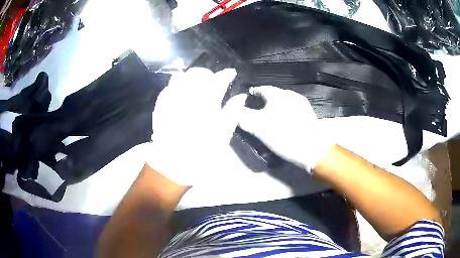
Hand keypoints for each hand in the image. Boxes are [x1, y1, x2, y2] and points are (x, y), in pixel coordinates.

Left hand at [147, 68, 245, 185]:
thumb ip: (232, 114)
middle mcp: (187, 101)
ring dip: (190, 77)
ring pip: (180, 79)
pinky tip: (177, 89)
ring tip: (196, 80)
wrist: (173, 168)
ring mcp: (171, 103)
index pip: (218, 82)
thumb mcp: (222, 138)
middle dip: (206, 73)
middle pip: (197, 76)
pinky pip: (166, 90)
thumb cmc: (202, 156)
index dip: (226, 74)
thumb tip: (241, 96)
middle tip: (212, 77)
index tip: (231, 73)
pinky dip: (174, 86)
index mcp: (206, 108)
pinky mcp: (160, 109)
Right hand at [234, 85, 333, 171]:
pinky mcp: (308, 115)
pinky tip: (282, 123)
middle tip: (254, 110)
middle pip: (272, 95)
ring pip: (282, 103)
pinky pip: (291, 110)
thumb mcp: (259, 127)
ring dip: (274, 108)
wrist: (313, 149)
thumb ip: (243, 116)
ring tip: (267, 118)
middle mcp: (291, 95)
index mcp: (278, 94)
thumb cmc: (284, 135)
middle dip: (262, 101)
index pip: (261, 88)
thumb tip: (233, 110)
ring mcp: (302, 104)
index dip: (252, 93)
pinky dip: (283, 114)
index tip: (244, 100)